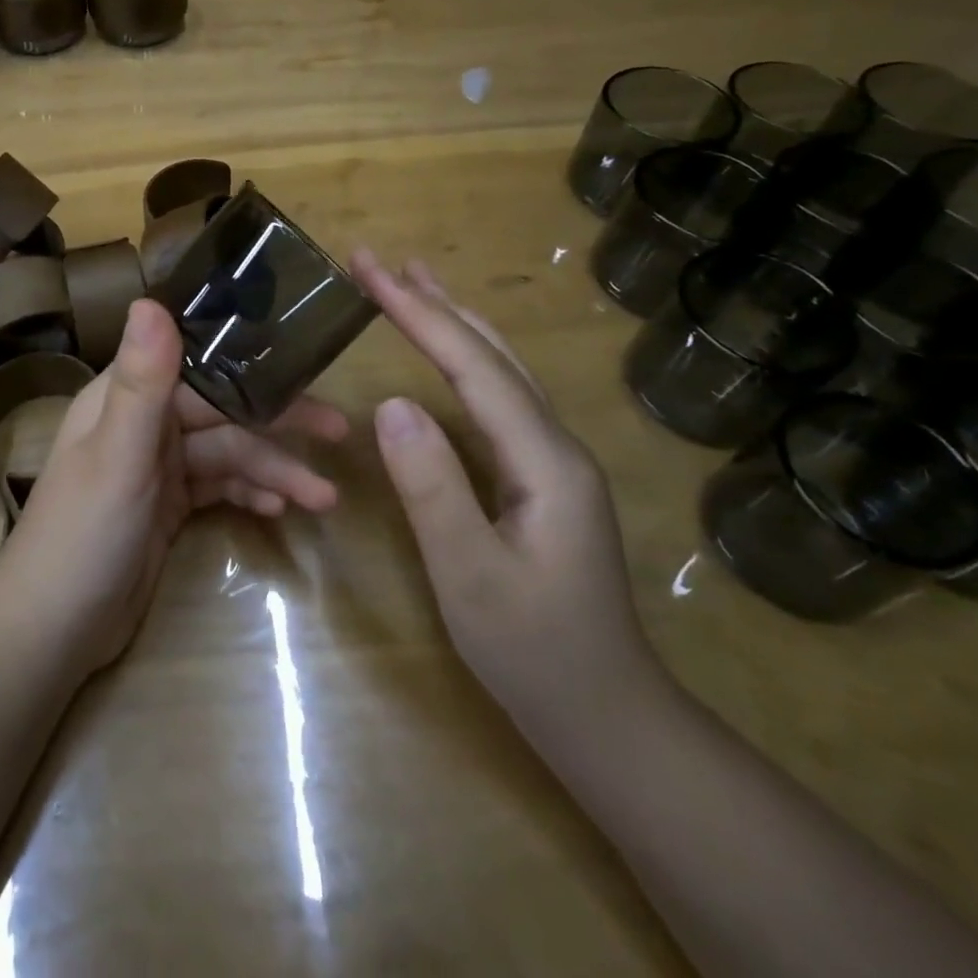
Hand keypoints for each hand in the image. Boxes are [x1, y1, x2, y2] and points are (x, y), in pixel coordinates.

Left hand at [0, 299, 349, 676]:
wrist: (52, 632)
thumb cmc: (82, 535)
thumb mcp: (117, 456)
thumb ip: (141, 381)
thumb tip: (150, 299)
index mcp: (125, 396)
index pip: (199, 366)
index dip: (251, 366)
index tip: (306, 366)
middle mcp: (143, 422)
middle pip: (222, 411)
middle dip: (278, 424)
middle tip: (338, 432)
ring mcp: (157, 467)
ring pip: (227, 453)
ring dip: (273, 471)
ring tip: (324, 498)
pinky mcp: (168, 506)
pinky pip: (219, 487)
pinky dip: (248, 493)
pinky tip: (281, 510)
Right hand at [351, 249, 657, 732]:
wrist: (607, 716)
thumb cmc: (534, 653)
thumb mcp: (470, 576)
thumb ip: (432, 487)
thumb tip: (392, 403)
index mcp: (545, 461)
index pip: (473, 367)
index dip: (419, 314)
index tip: (370, 271)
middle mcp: (556, 444)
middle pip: (492, 354)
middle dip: (433, 302)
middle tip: (380, 261)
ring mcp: (553, 460)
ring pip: (501, 370)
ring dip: (454, 321)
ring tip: (413, 283)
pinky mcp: (541, 477)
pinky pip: (498, 399)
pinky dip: (465, 360)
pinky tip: (447, 355)